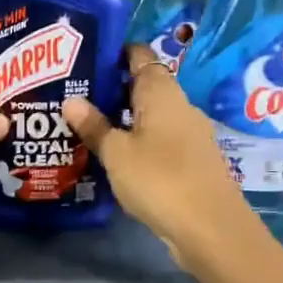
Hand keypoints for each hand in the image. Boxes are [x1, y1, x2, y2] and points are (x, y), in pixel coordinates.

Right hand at [63, 47, 259, 270]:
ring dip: (120, 118)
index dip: (112, 53)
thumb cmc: (160, 180)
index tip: (81, 59)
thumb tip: (71, 100)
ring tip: (83, 125)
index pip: (138, 55)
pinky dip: (135, 140)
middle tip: (71, 95)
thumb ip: (94, 126)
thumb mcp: (117, 153)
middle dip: (109, 89)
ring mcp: (187, 133)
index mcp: (161, 92)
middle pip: (142, 85)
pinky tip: (110, 155)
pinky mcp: (189, 159)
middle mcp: (178, 105)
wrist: (210, 229)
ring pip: (148, 114)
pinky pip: (156, 138)